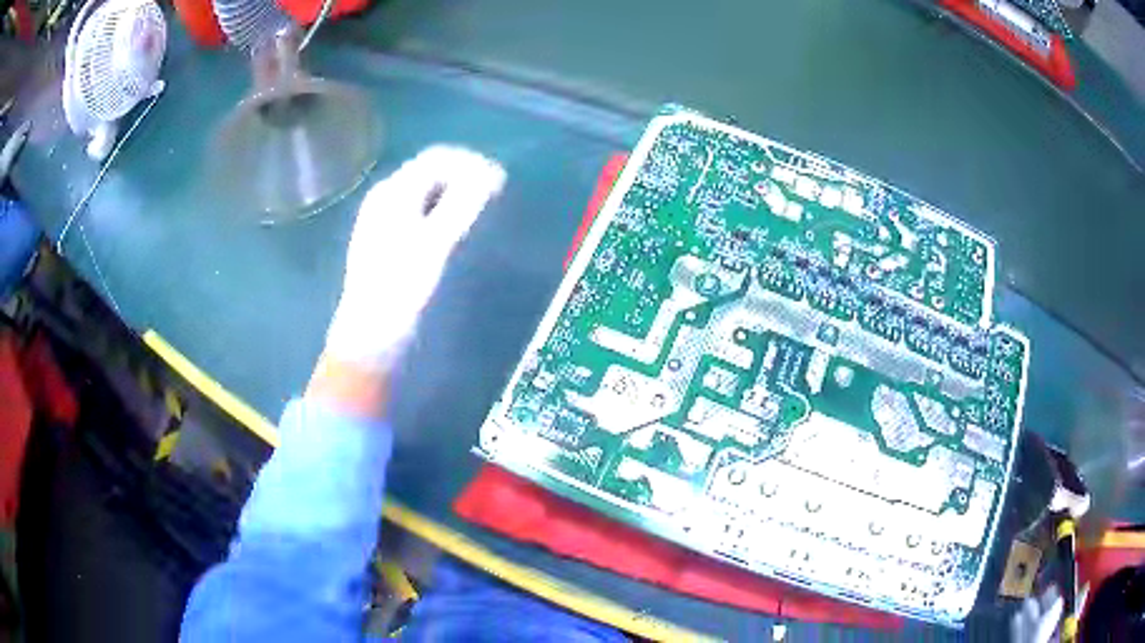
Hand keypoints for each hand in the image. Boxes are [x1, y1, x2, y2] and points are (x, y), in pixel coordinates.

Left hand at [323, 146, 505, 373]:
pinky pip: (421, 212)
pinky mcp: (389, 240)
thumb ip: (463, 204)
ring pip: (427, 192)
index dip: (472, 163)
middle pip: (431, 172)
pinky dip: (444, 212)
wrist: (371, 336)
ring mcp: (384, 219)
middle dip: (465, 177)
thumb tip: (493, 173)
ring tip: (480, 214)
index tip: (502, 183)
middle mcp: (386, 198)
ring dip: (456, 194)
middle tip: (495, 198)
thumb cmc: (402, 288)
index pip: (438, 158)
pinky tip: (455, 231)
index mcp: (393, 192)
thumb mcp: (435, 244)